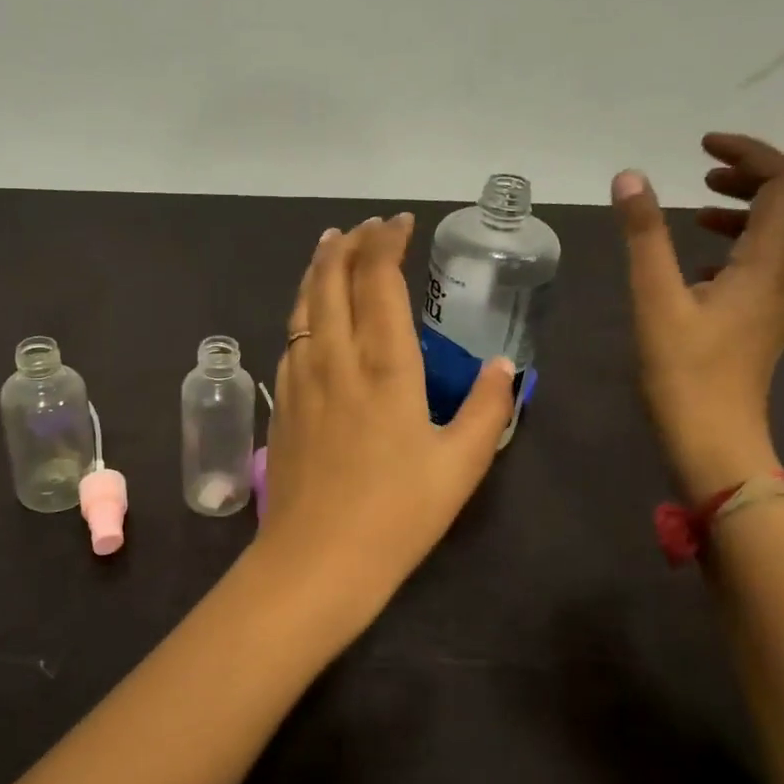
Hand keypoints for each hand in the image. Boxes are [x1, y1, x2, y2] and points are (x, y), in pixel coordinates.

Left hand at [256, 215, 516, 631]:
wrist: (315, 560)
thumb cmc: (396, 515)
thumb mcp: (460, 466)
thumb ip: (486, 410)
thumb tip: (502, 368)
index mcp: (383, 366)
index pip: (377, 280)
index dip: (386, 243)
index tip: (399, 223)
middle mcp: (335, 358)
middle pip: (331, 280)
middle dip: (347, 244)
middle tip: (365, 227)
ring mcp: (299, 378)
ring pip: (303, 304)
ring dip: (318, 269)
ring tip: (329, 247)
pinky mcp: (280, 403)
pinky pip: (290, 337)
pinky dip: (303, 308)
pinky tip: (310, 315)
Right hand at [613, 134, 783, 499]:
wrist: (715, 440)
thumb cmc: (684, 372)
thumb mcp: (655, 299)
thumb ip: (644, 236)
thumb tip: (630, 177)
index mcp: (769, 262)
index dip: (751, 153)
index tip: (702, 148)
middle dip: (757, 177)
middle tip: (705, 177)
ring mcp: (783, 300)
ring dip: (750, 210)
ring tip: (696, 214)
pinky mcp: (767, 319)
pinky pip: (771, 262)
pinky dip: (743, 243)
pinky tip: (699, 262)